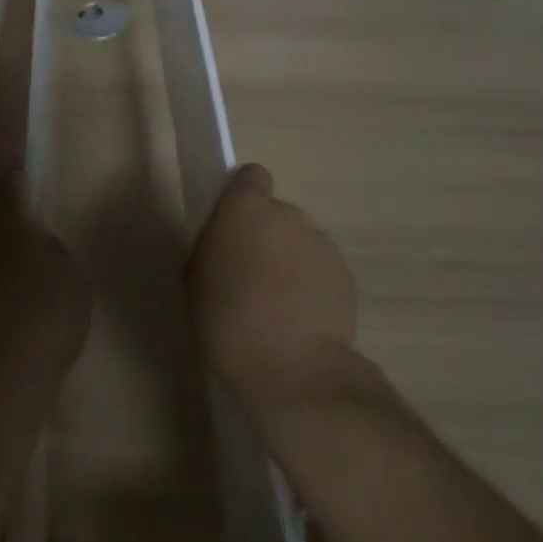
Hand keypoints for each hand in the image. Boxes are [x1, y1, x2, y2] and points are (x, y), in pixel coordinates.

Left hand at [0, 175, 90, 419]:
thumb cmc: (43, 318)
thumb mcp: (72, 278)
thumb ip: (54, 254)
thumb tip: (38, 249)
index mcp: (6, 222)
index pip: (6, 176)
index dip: (10, 159)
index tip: (10, 143)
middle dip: (8, 221)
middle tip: (31, 232)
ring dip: (0, 265)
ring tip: (27, 287)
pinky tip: (11, 324)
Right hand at [186, 164, 357, 409]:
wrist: (289, 365)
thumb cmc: (225, 317)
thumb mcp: (196, 275)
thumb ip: (216, 243)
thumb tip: (232, 239)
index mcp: (246, 206)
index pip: (252, 176)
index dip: (244, 196)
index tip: (236, 226)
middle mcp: (288, 213)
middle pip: (278, 213)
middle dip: (268, 236)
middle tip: (252, 275)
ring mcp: (321, 242)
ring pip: (302, 242)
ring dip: (291, 261)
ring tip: (279, 305)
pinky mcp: (346, 274)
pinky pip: (322, 270)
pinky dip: (313, 286)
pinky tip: (301, 320)